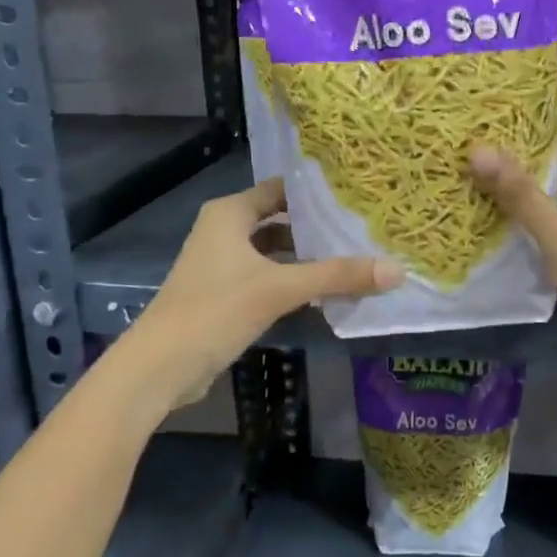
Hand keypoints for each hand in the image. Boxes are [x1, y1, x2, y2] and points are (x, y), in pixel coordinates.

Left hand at [124, 178, 401, 410]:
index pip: (281, 189)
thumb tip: (396, 270)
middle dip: (317, 226)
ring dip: (306, 255)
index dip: (316, 191)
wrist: (159, 367)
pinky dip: (292, 279)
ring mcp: (222, 264)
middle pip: (280, 219)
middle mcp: (223, 231)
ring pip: (274, 250)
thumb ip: (337, 276)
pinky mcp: (224, 294)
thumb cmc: (215, 310)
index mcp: (230, 214)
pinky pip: (266, 276)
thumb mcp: (280, 289)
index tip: (356, 194)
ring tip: (351, 257)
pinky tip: (323, 290)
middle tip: (362, 227)